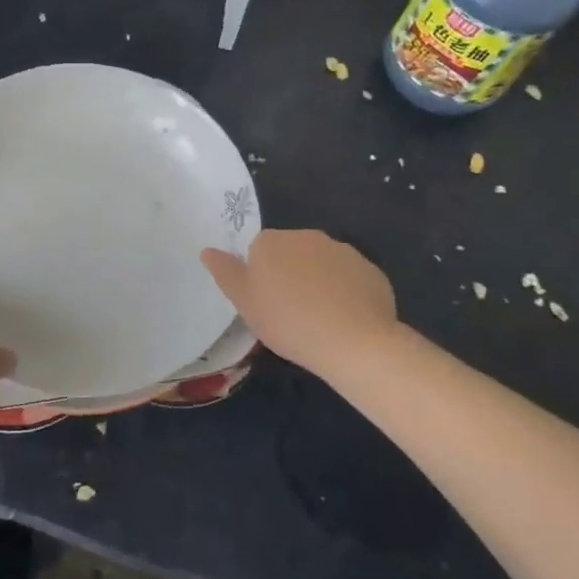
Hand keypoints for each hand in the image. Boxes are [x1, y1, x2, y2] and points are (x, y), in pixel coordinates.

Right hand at [201, 229, 399, 374]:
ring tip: (320, 319)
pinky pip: (350, 279)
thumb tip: (207, 250)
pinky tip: (346, 320)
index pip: (259, 250)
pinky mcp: (370, 271)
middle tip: (290, 312)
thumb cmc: (288, 321)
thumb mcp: (244, 302)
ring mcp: (342, 251)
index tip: (266, 302)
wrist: (354, 342)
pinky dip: (346, 293)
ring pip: (322, 264)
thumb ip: (225, 272)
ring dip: (318, 282)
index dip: (261, 276)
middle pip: (291, 253)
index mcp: (271, 241)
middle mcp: (306, 236)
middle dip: (290, 275)